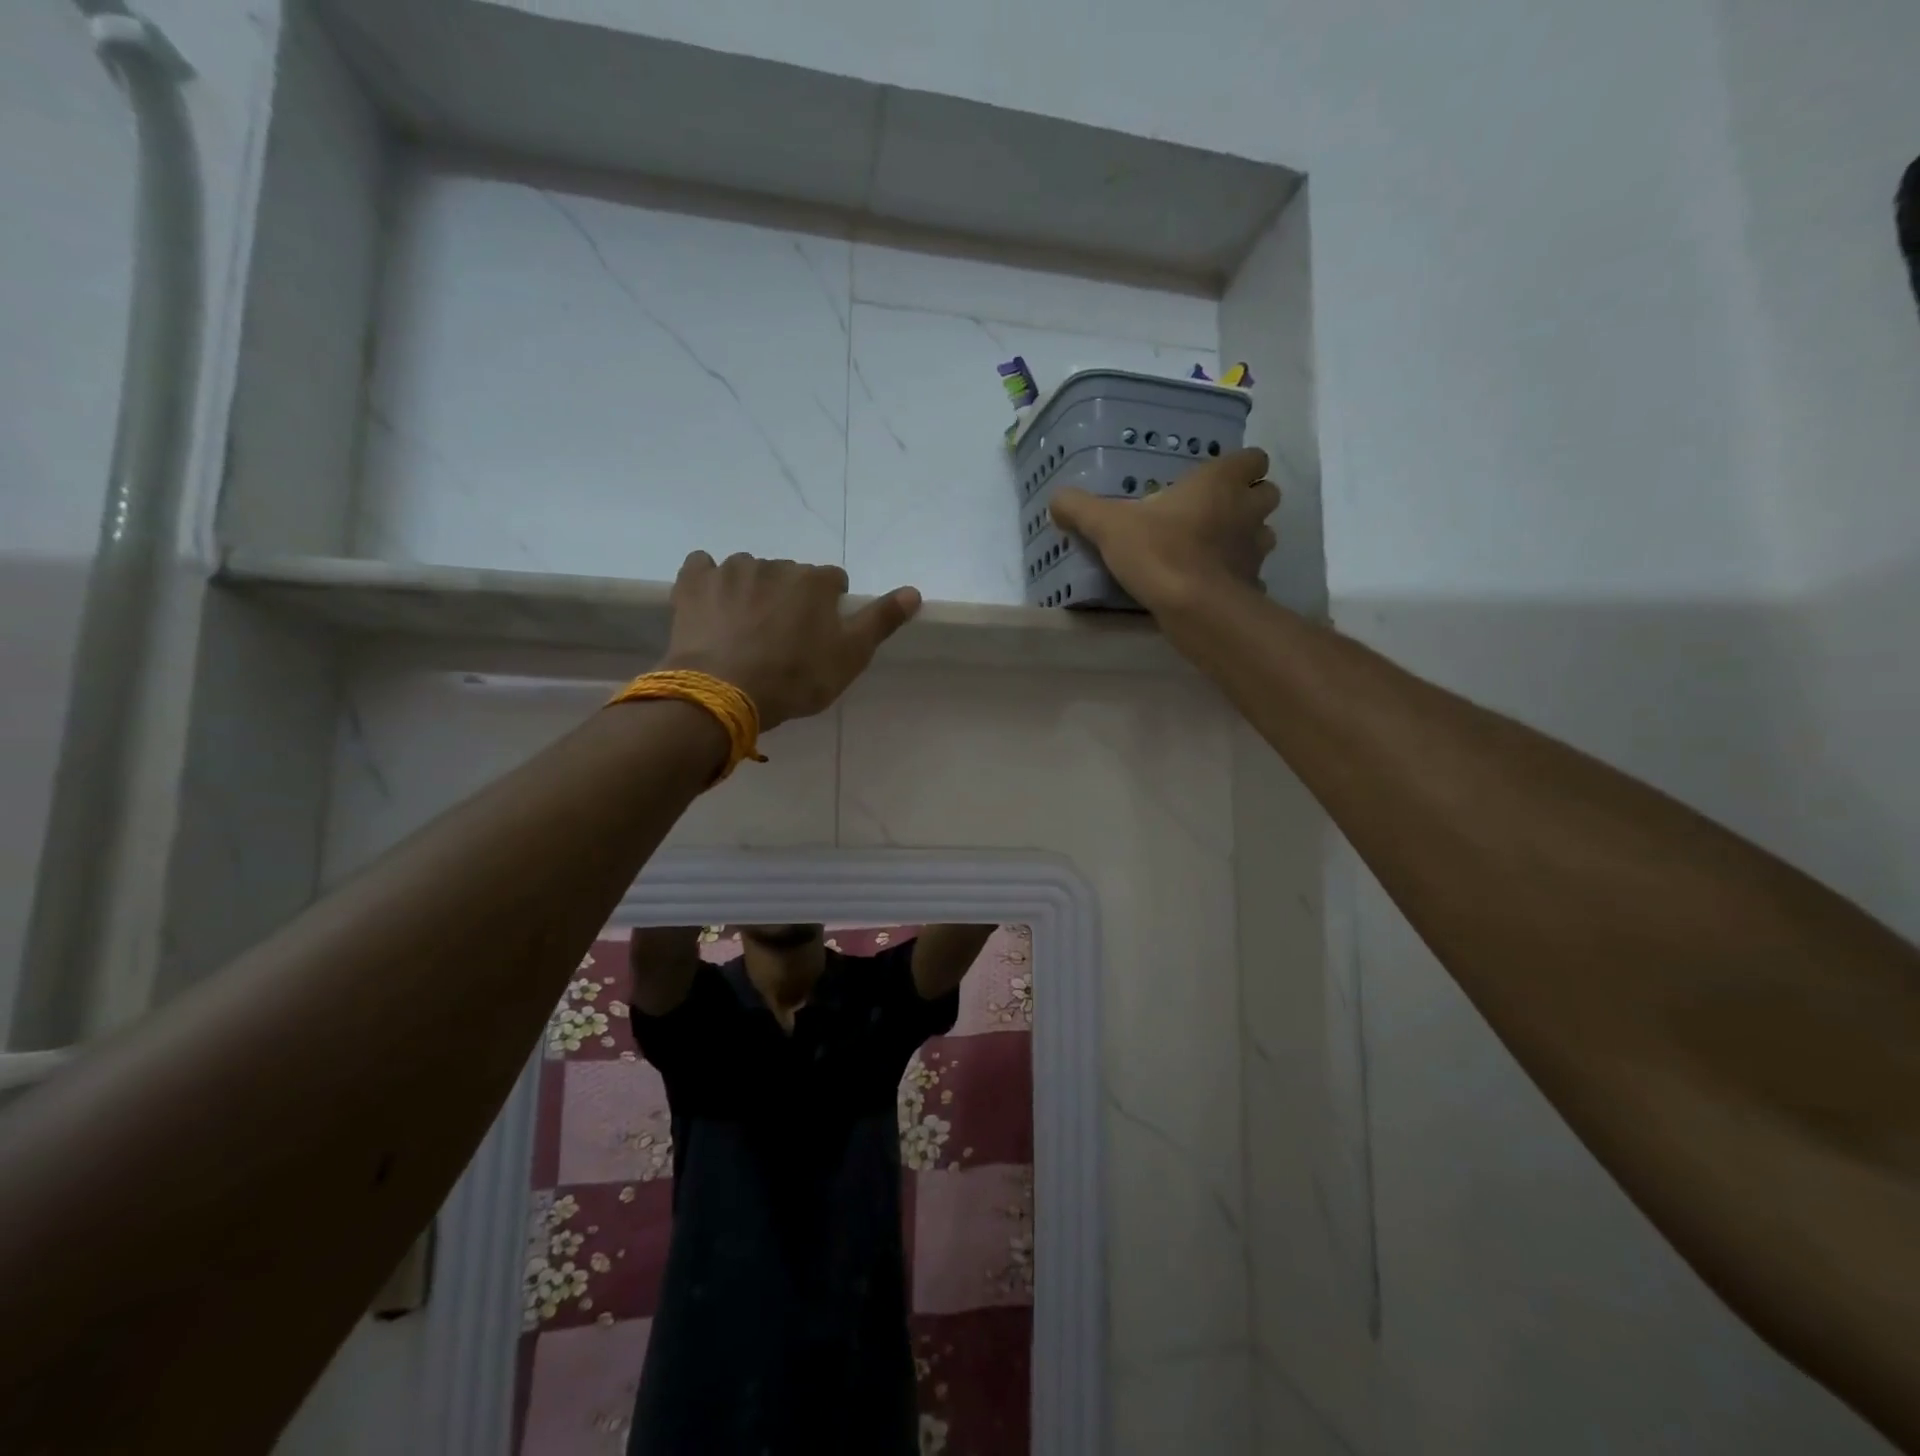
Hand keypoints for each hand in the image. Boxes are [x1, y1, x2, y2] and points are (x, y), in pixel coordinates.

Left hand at [661, 552, 920, 728]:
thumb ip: (881, 621)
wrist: (725, 692)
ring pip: (750, 572)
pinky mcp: (695, 582)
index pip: (833, 581)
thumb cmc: (796, 678)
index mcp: (815, 581)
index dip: (829, 606)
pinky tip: (711, 605)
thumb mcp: (850, 657)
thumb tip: (914, 591)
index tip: (820, 635)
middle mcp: (776, 564)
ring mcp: (732, 570)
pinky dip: (710, 581)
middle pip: (791, 576)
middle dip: (790, 598)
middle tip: (782, 639)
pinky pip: (703, 567)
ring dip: (753, 591)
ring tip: (745, 630)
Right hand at [1050, 448, 1279, 612]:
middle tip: (1215, 513)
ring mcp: (1255, 549)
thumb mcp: (1108, 526)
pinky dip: (1239, 577)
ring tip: (1215, 549)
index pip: (1253, 457)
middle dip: (1248, 500)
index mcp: (1219, 483)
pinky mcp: (1253, 584)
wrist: (1194, 607)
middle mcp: (1246, 510)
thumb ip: (1080, 509)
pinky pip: (1253, 575)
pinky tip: (1215, 585)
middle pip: (1267, 493)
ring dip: (1247, 537)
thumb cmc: (1159, 551)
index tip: (1214, 479)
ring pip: (1265, 533)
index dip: (1239, 466)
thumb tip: (1055, 500)